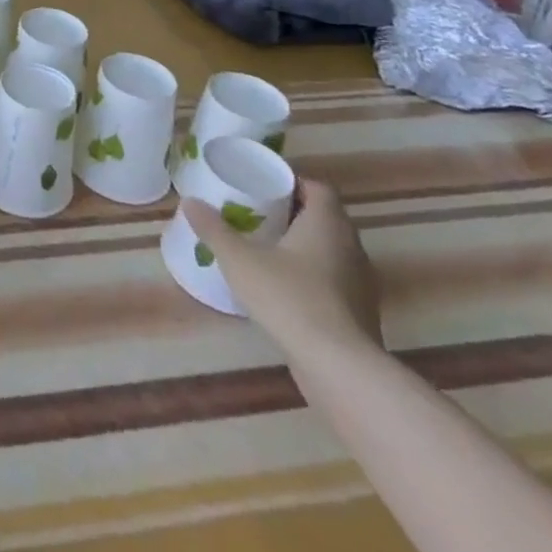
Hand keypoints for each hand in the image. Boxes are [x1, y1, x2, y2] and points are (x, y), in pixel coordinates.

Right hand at [182, 178, 380, 356]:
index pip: (318, 187)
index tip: (264, 185)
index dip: (293, 182)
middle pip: (325, 217)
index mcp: (327, 223)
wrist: (340, 369)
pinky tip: (285, 287)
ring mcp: (361, 283)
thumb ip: (214, 229)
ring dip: (305, 245)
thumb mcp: (239, 260)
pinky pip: (335, 279)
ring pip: (331, 249)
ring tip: (268, 247)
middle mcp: (351, 247)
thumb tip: (189, 202)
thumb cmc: (290, 298)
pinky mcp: (361, 314)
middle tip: (258, 212)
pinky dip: (313, 275)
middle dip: (293, 212)